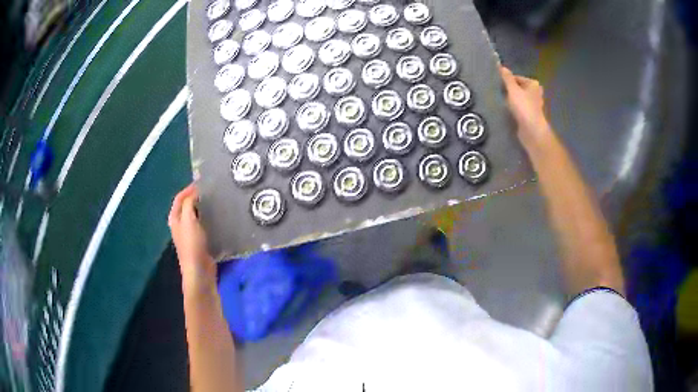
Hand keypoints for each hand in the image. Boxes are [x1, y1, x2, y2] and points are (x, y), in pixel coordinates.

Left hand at [169, 184, 215, 292]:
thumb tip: (195, 192)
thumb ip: (190, 203)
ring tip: (215, 201)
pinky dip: (208, 218)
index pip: (179, 198)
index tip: (202, 182)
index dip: (188, 189)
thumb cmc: (192, 244)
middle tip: (210, 190)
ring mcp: (189, 233)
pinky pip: (203, 224)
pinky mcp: (199, 241)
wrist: (199, 270)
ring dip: (203, 207)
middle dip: (196, 197)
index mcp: (175, 218)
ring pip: (195, 215)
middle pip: (187, 206)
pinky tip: (217, 217)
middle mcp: (180, 225)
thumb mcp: (189, 219)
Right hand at [500, 66, 551, 147]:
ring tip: (501, 102)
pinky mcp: (529, 116)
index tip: (497, 85)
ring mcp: (533, 105)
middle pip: (518, 88)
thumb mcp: (513, 89)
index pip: (516, 78)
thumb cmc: (524, 107)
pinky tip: (507, 112)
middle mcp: (535, 93)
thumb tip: (500, 66)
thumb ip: (506, 78)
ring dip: (510, 100)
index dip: (506, 81)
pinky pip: (519, 108)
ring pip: (518, 99)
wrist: (532, 131)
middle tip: (498, 93)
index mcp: (533, 84)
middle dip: (508, 90)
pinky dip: (513, 109)